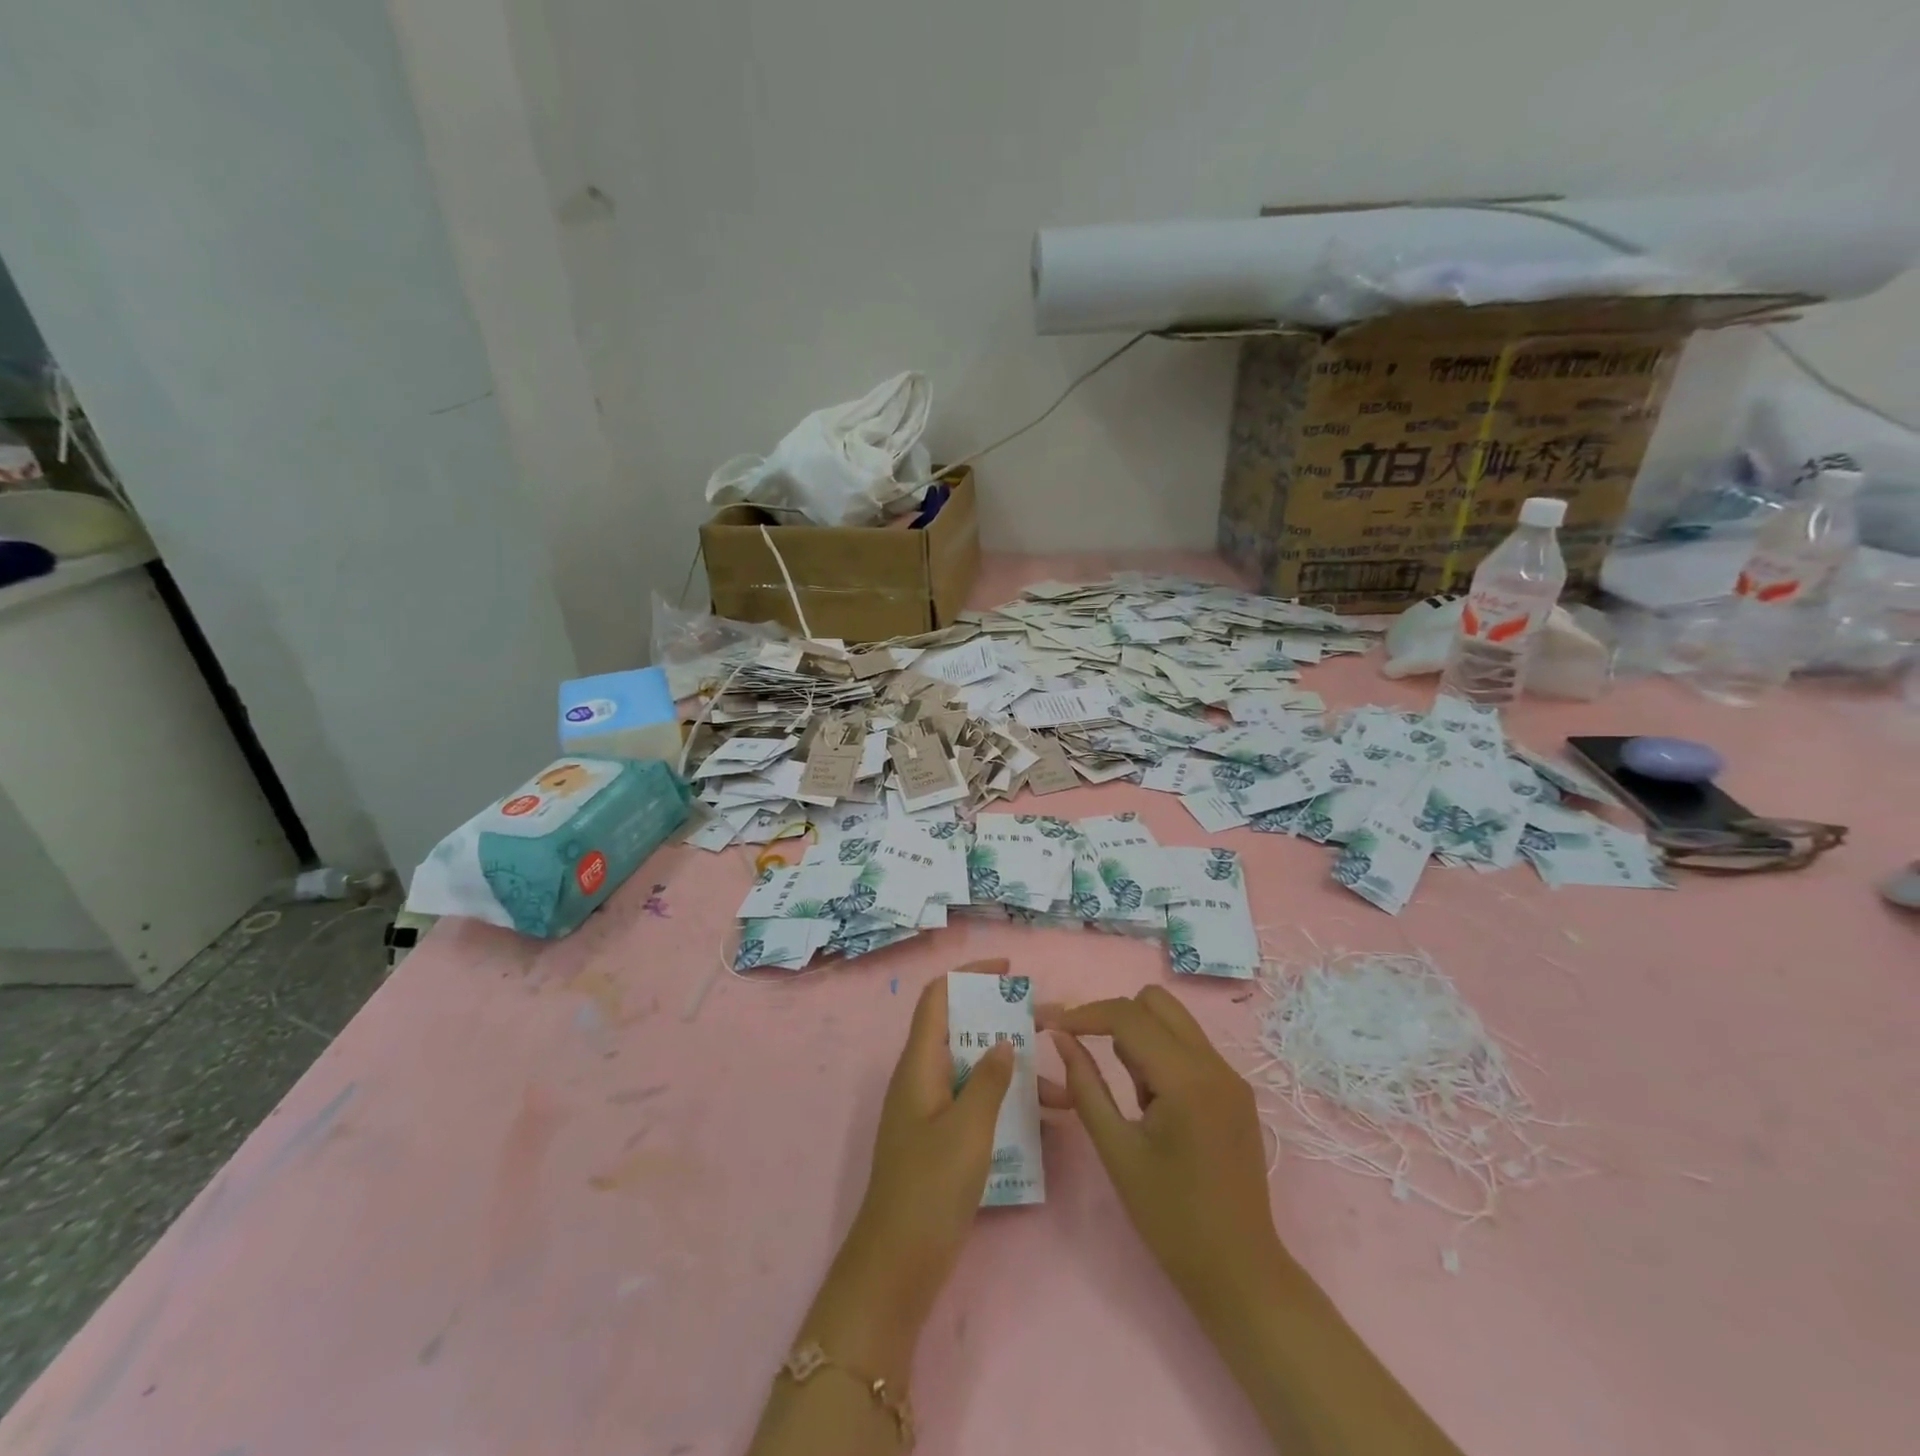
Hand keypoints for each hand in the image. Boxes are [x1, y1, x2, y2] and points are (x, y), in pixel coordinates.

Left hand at [807, 964, 1013, 1363]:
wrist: (898, 1263)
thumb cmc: (930, 1186)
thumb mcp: (967, 1127)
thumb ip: (989, 1079)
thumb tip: (1004, 1042)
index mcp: (919, 1063)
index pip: (939, 997)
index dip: (969, 975)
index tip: (1009, 971)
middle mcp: (923, 1077)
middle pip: (964, 1031)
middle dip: (1007, 1023)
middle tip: (1052, 1024)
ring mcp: (932, 1109)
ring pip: (977, 1070)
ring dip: (1016, 1071)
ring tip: (1064, 1084)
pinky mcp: (943, 1139)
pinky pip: (978, 1104)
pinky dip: (1008, 1104)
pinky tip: (1046, 1123)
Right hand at [1041, 986, 1285, 1319]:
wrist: (1240, 1272)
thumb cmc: (1170, 1218)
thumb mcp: (1116, 1150)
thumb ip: (1085, 1085)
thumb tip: (1061, 1038)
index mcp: (1186, 1078)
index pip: (1127, 1015)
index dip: (1083, 1013)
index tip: (1048, 1023)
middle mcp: (1214, 1064)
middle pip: (1156, 1002)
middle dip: (1114, 1016)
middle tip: (1087, 1051)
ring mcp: (1230, 1077)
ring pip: (1174, 1022)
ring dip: (1139, 1036)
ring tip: (1127, 1095)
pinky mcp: (1235, 1092)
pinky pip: (1189, 1049)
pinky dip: (1160, 1056)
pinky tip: (1150, 1105)